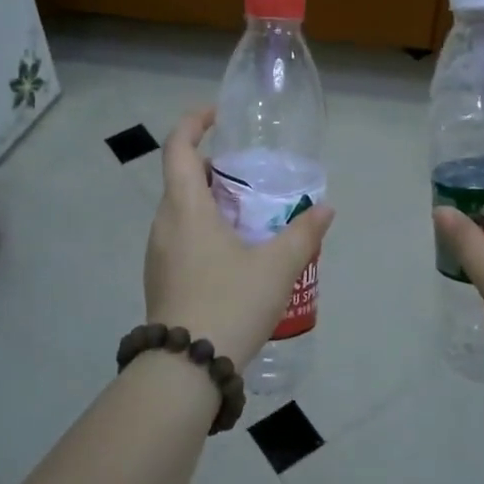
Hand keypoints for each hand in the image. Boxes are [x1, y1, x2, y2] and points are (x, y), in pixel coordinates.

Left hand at [144, 108, 334, 367]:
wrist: (186, 368)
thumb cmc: (230, 303)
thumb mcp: (277, 267)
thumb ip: (303, 233)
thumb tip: (325, 208)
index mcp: (185, 208)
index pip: (178, 148)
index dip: (193, 123)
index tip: (216, 115)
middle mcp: (163, 225)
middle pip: (181, 179)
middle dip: (213, 170)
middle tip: (249, 177)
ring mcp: (157, 255)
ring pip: (181, 213)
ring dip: (209, 204)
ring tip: (249, 217)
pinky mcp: (160, 280)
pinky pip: (180, 239)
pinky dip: (203, 231)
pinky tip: (234, 257)